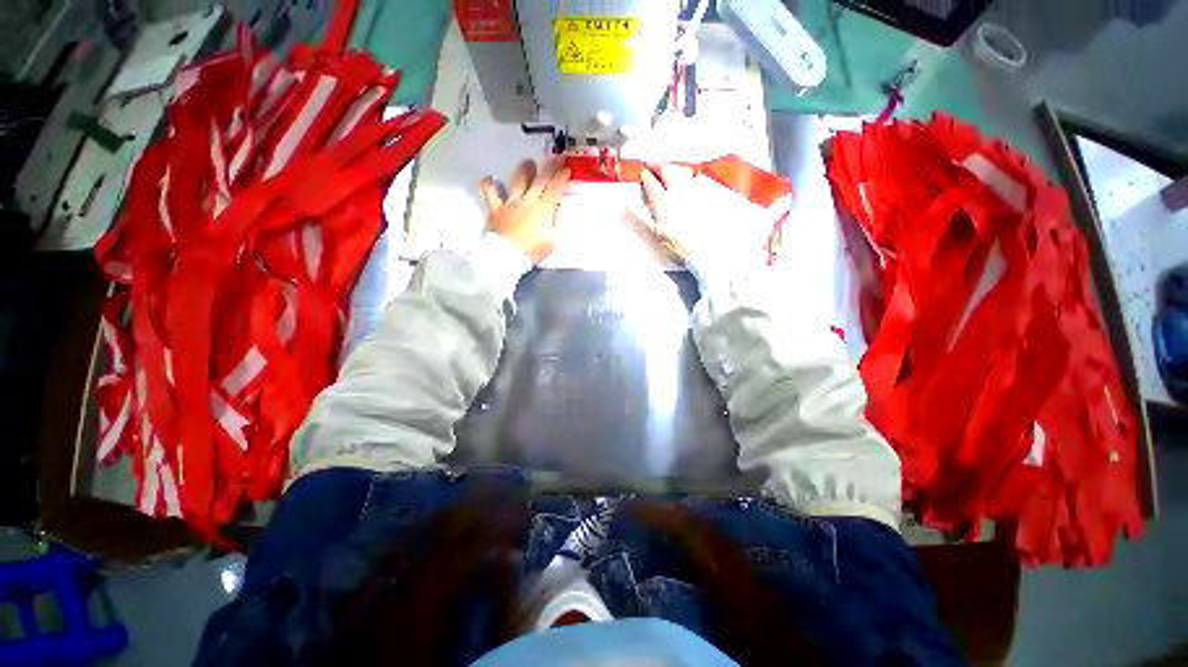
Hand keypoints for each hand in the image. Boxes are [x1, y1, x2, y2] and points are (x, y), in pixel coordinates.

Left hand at [479, 159, 570, 263]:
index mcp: (543, 210)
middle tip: (556, 158)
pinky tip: (491, 180)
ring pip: (517, 179)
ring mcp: (509, 202)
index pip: (555, 188)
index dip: (562, 177)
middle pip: (540, 179)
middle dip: (550, 166)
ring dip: (524, 169)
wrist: (506, 257)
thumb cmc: (531, 251)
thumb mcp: (551, 241)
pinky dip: (488, 184)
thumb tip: (557, 210)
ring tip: (528, 164)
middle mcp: (527, 201)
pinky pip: (488, 191)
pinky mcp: (494, 207)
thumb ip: (555, 223)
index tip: (567, 169)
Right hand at [628, 165, 694, 264]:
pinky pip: (694, 180)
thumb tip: (628, 205)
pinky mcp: (704, 197)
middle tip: (652, 164)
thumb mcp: (654, 233)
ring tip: (667, 167)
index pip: (652, 184)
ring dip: (672, 168)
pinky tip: (686, 178)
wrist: (701, 250)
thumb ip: (640, 216)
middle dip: (658, 166)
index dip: (645, 177)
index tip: (642, 173)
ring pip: (681, 173)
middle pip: (667, 172)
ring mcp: (692, 194)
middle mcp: (678, 194)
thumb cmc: (678, 245)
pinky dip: (686, 176)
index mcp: (664, 203)